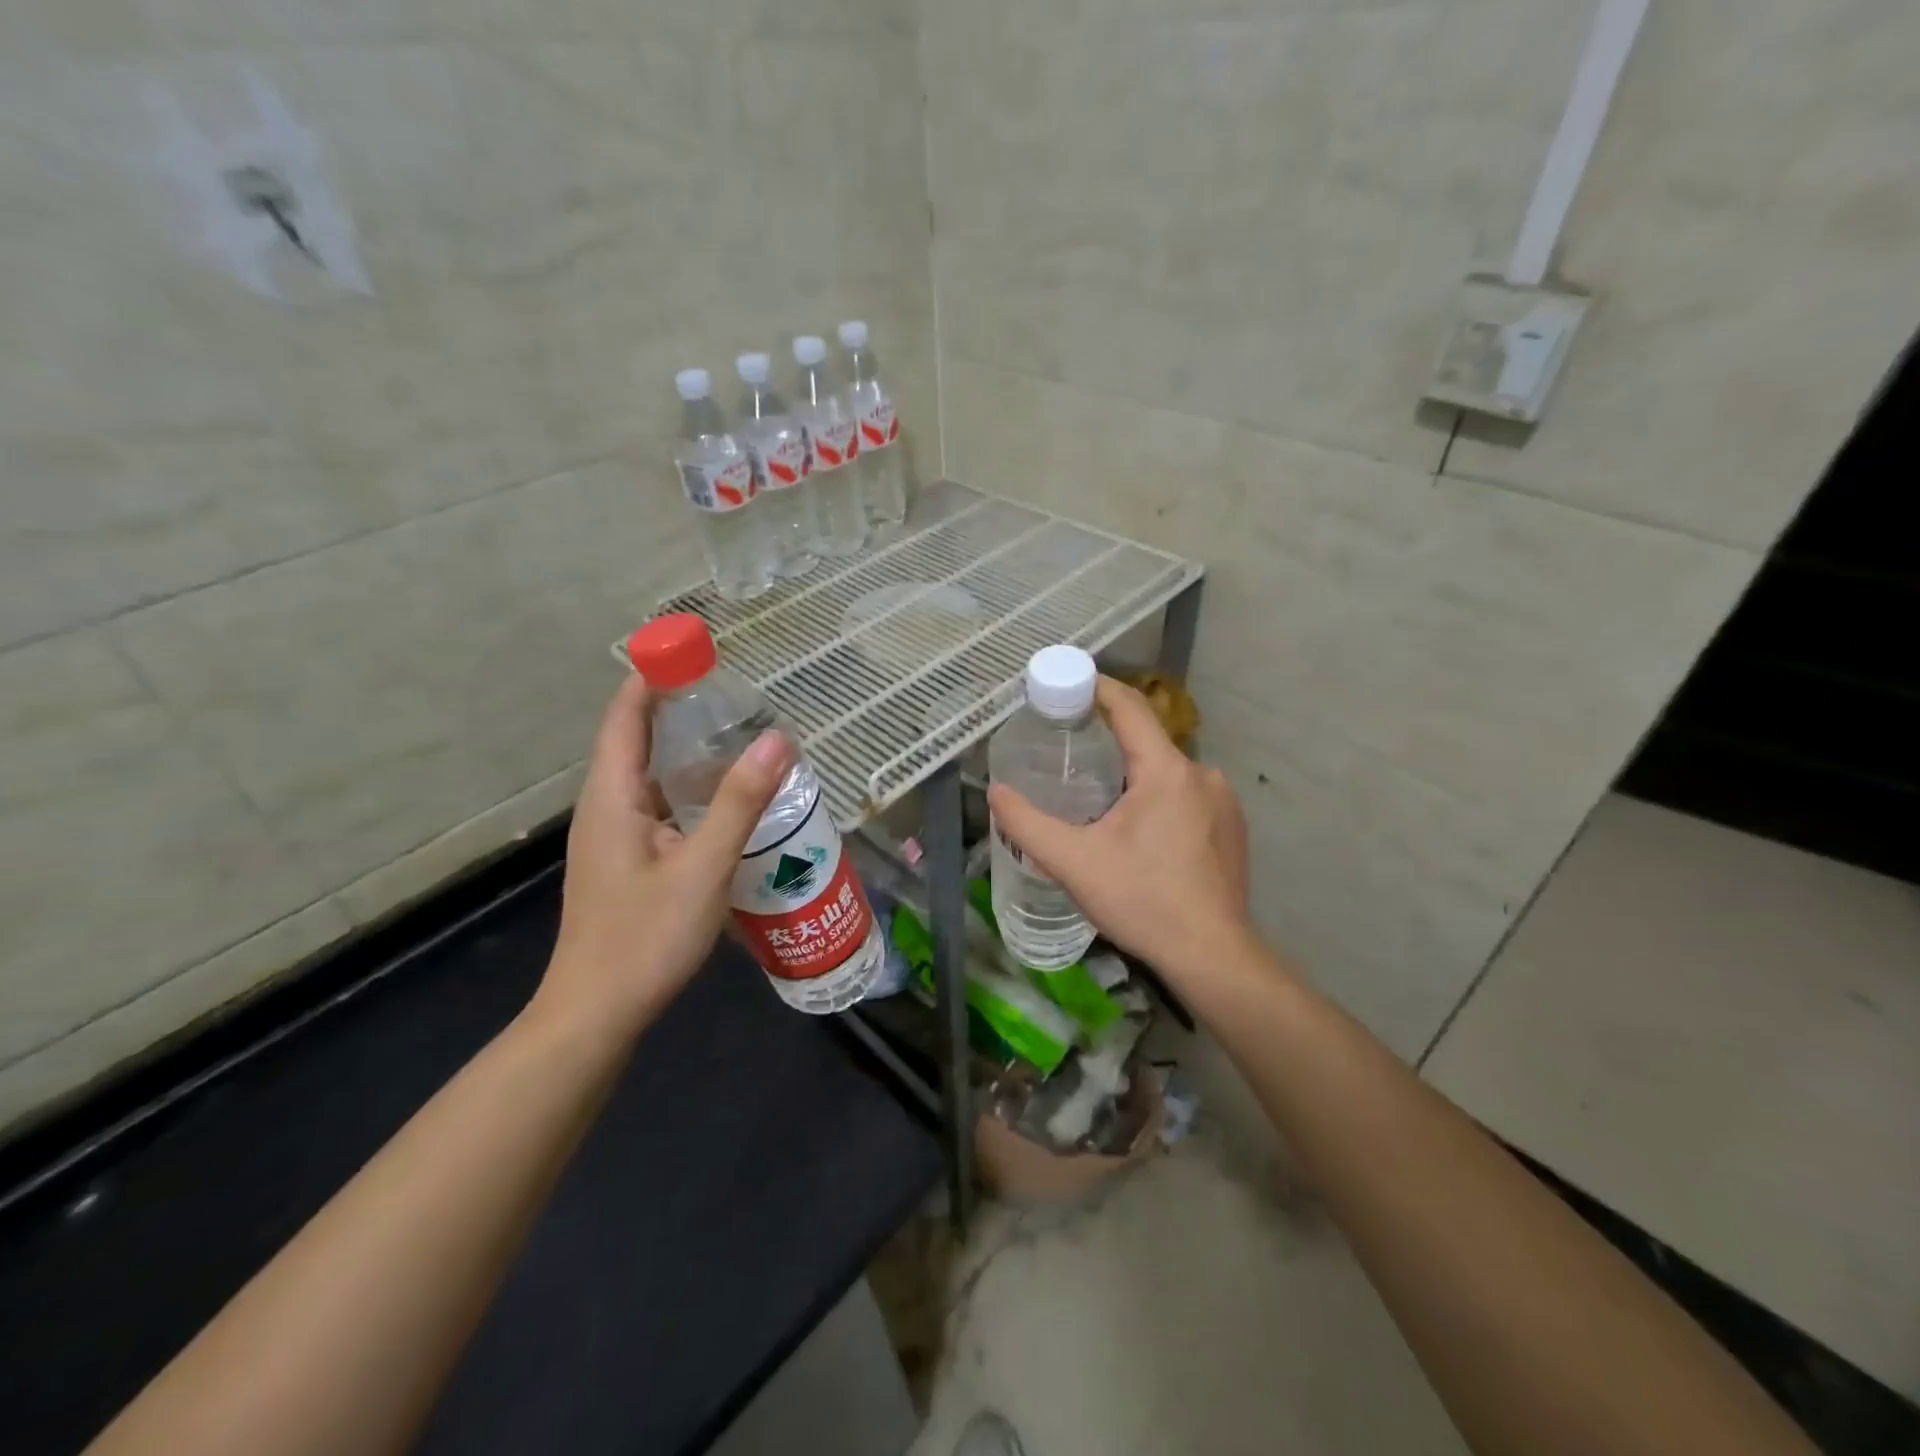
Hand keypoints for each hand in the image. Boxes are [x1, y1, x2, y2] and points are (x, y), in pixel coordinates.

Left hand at [541, 675, 793, 1036]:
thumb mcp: (704, 866)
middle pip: (636, 742)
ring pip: (650, 779)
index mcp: (612, 798)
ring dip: (687, 754)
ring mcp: (613, 839)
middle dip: (678, 712)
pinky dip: (689, 792)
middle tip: (734, 695)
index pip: (625, 718)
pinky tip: (726, 806)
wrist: (596, 1014)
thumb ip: (740, 802)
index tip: (691, 650)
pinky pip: (658, 809)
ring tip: (740, 741)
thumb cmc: (645, 937)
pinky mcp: (626, 864)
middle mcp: (606, 809)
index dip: (651, 678)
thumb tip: (778, 739)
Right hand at [987, 676, 1252, 980]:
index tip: (1067, 681)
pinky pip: (1187, 795)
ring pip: (1167, 771)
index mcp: (1166, 771)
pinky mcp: (1232, 828)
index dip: (1097, 687)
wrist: (1213, 956)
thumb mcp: (1074, 862)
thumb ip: (1027, 823)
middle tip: (1068, 750)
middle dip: (1108, 738)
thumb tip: (996, 792)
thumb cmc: (1143, 901)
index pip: (1129, 707)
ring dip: (1133, 774)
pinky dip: (1159, 798)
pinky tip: (1141, 832)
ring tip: (1098, 798)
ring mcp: (1223, 801)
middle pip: (1147, 739)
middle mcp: (1202, 774)